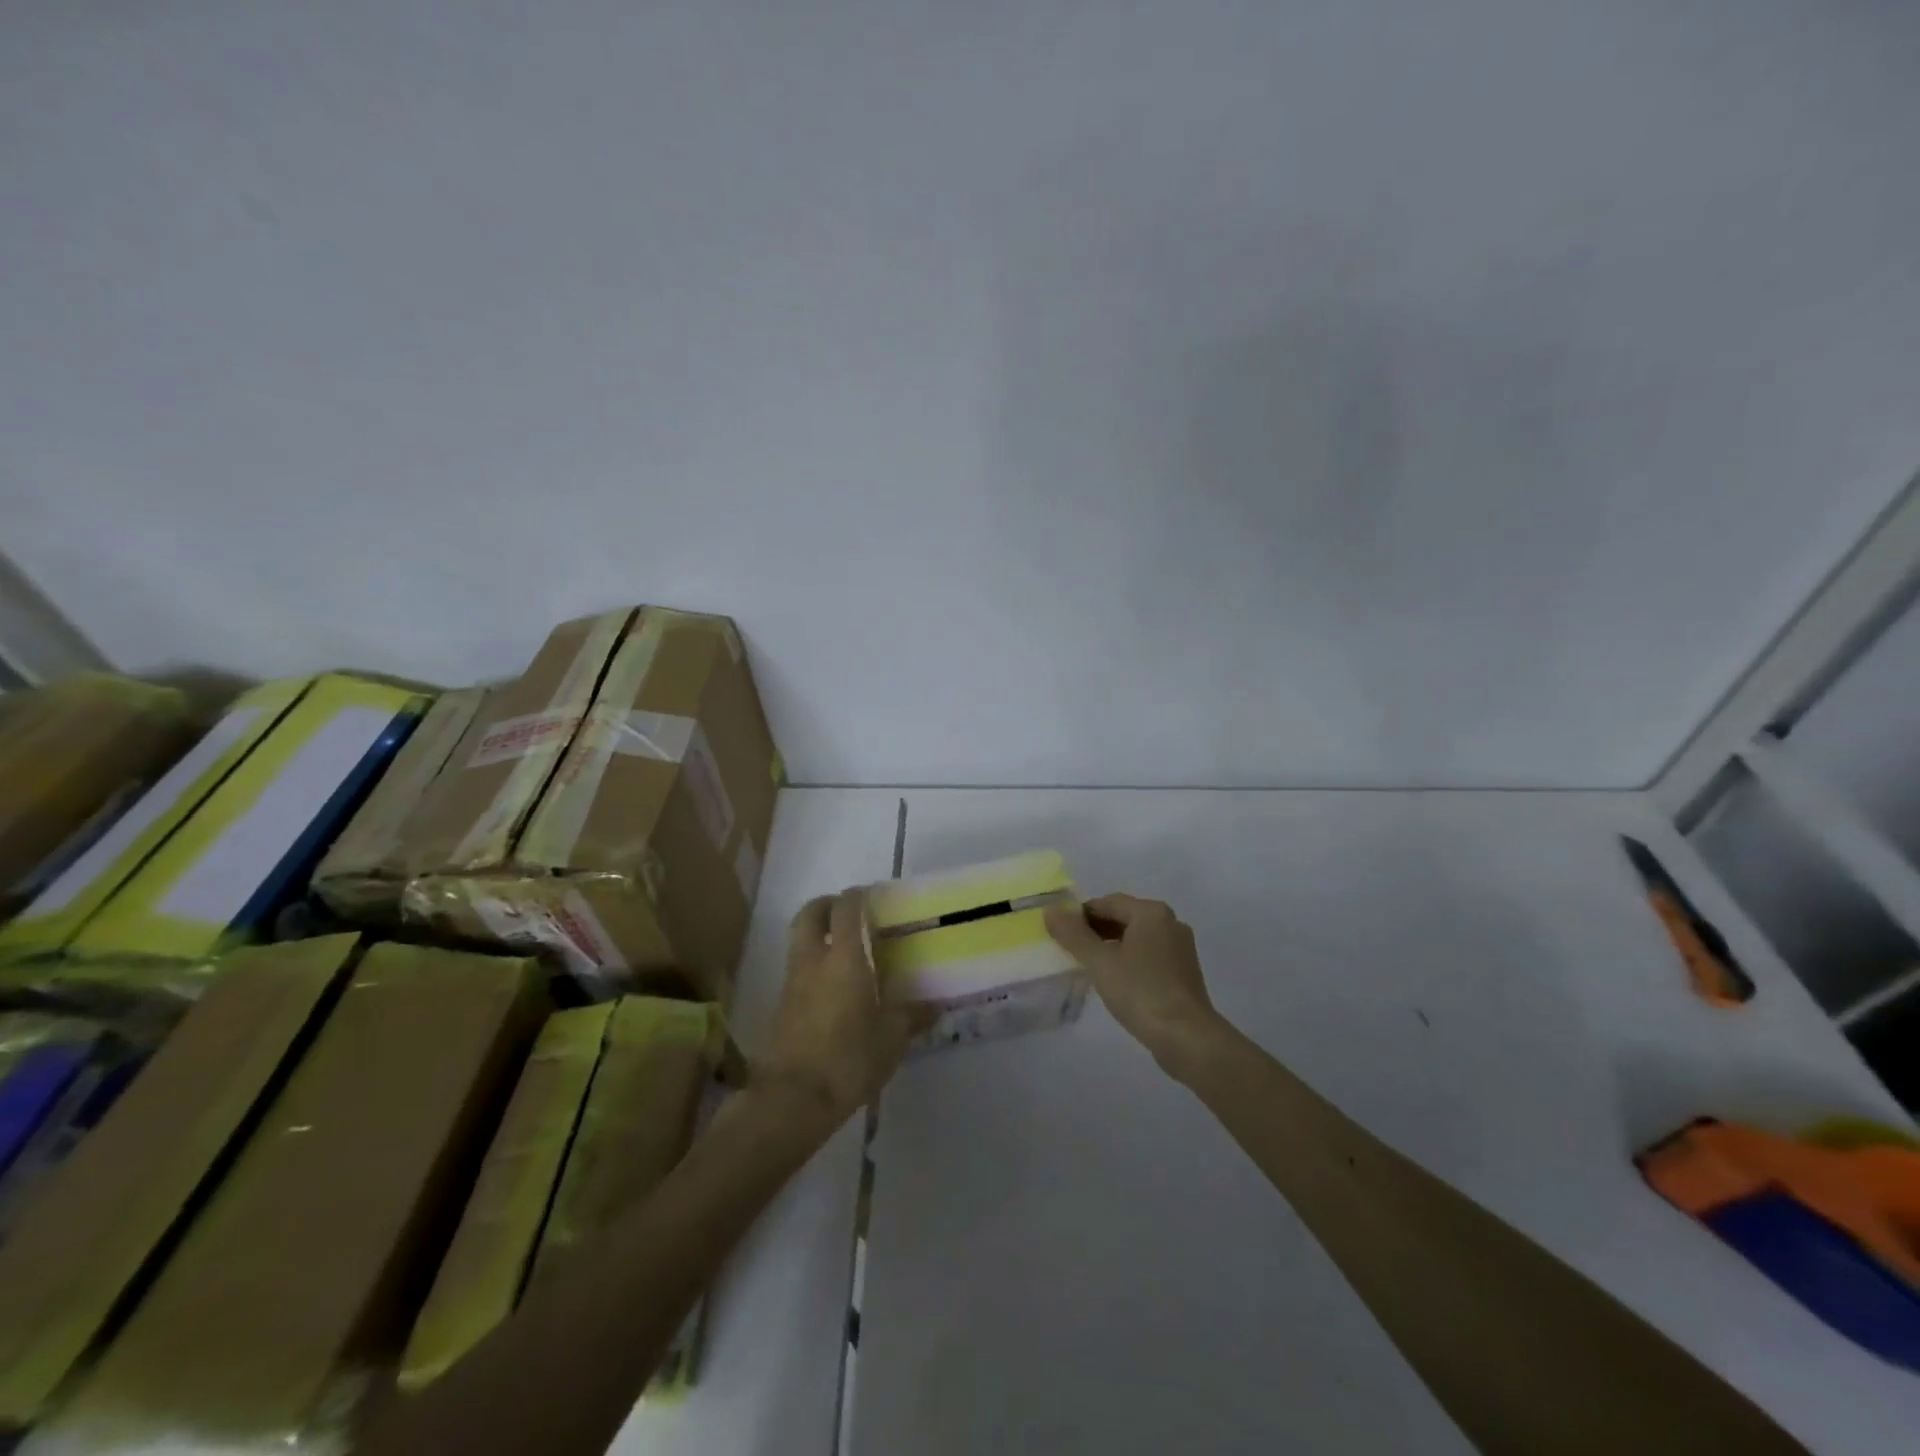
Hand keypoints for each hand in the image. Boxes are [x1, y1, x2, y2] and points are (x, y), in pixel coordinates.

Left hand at [756, 889, 915, 1132]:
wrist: (792, 1099)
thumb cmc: (848, 1059)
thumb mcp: (891, 1040)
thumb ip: (911, 1017)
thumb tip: (934, 1007)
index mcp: (844, 959)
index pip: (846, 909)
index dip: (857, 896)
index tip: (871, 895)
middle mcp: (813, 961)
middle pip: (810, 914)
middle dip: (827, 905)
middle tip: (848, 913)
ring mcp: (792, 983)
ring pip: (799, 940)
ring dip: (817, 934)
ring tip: (843, 950)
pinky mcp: (781, 1006)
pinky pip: (796, 969)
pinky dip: (811, 964)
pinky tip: (831, 987)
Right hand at [1045, 893, 1223, 1073]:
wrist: (1188, 1038)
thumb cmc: (1141, 992)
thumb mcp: (1100, 963)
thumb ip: (1074, 935)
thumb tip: (1050, 910)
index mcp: (1151, 912)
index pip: (1107, 902)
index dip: (1080, 915)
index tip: (1059, 933)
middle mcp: (1170, 922)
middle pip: (1124, 917)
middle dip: (1095, 930)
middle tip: (1070, 949)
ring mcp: (1180, 948)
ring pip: (1136, 937)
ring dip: (1111, 946)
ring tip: (1088, 965)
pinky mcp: (1183, 971)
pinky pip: (1148, 955)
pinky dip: (1128, 960)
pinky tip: (1114, 980)